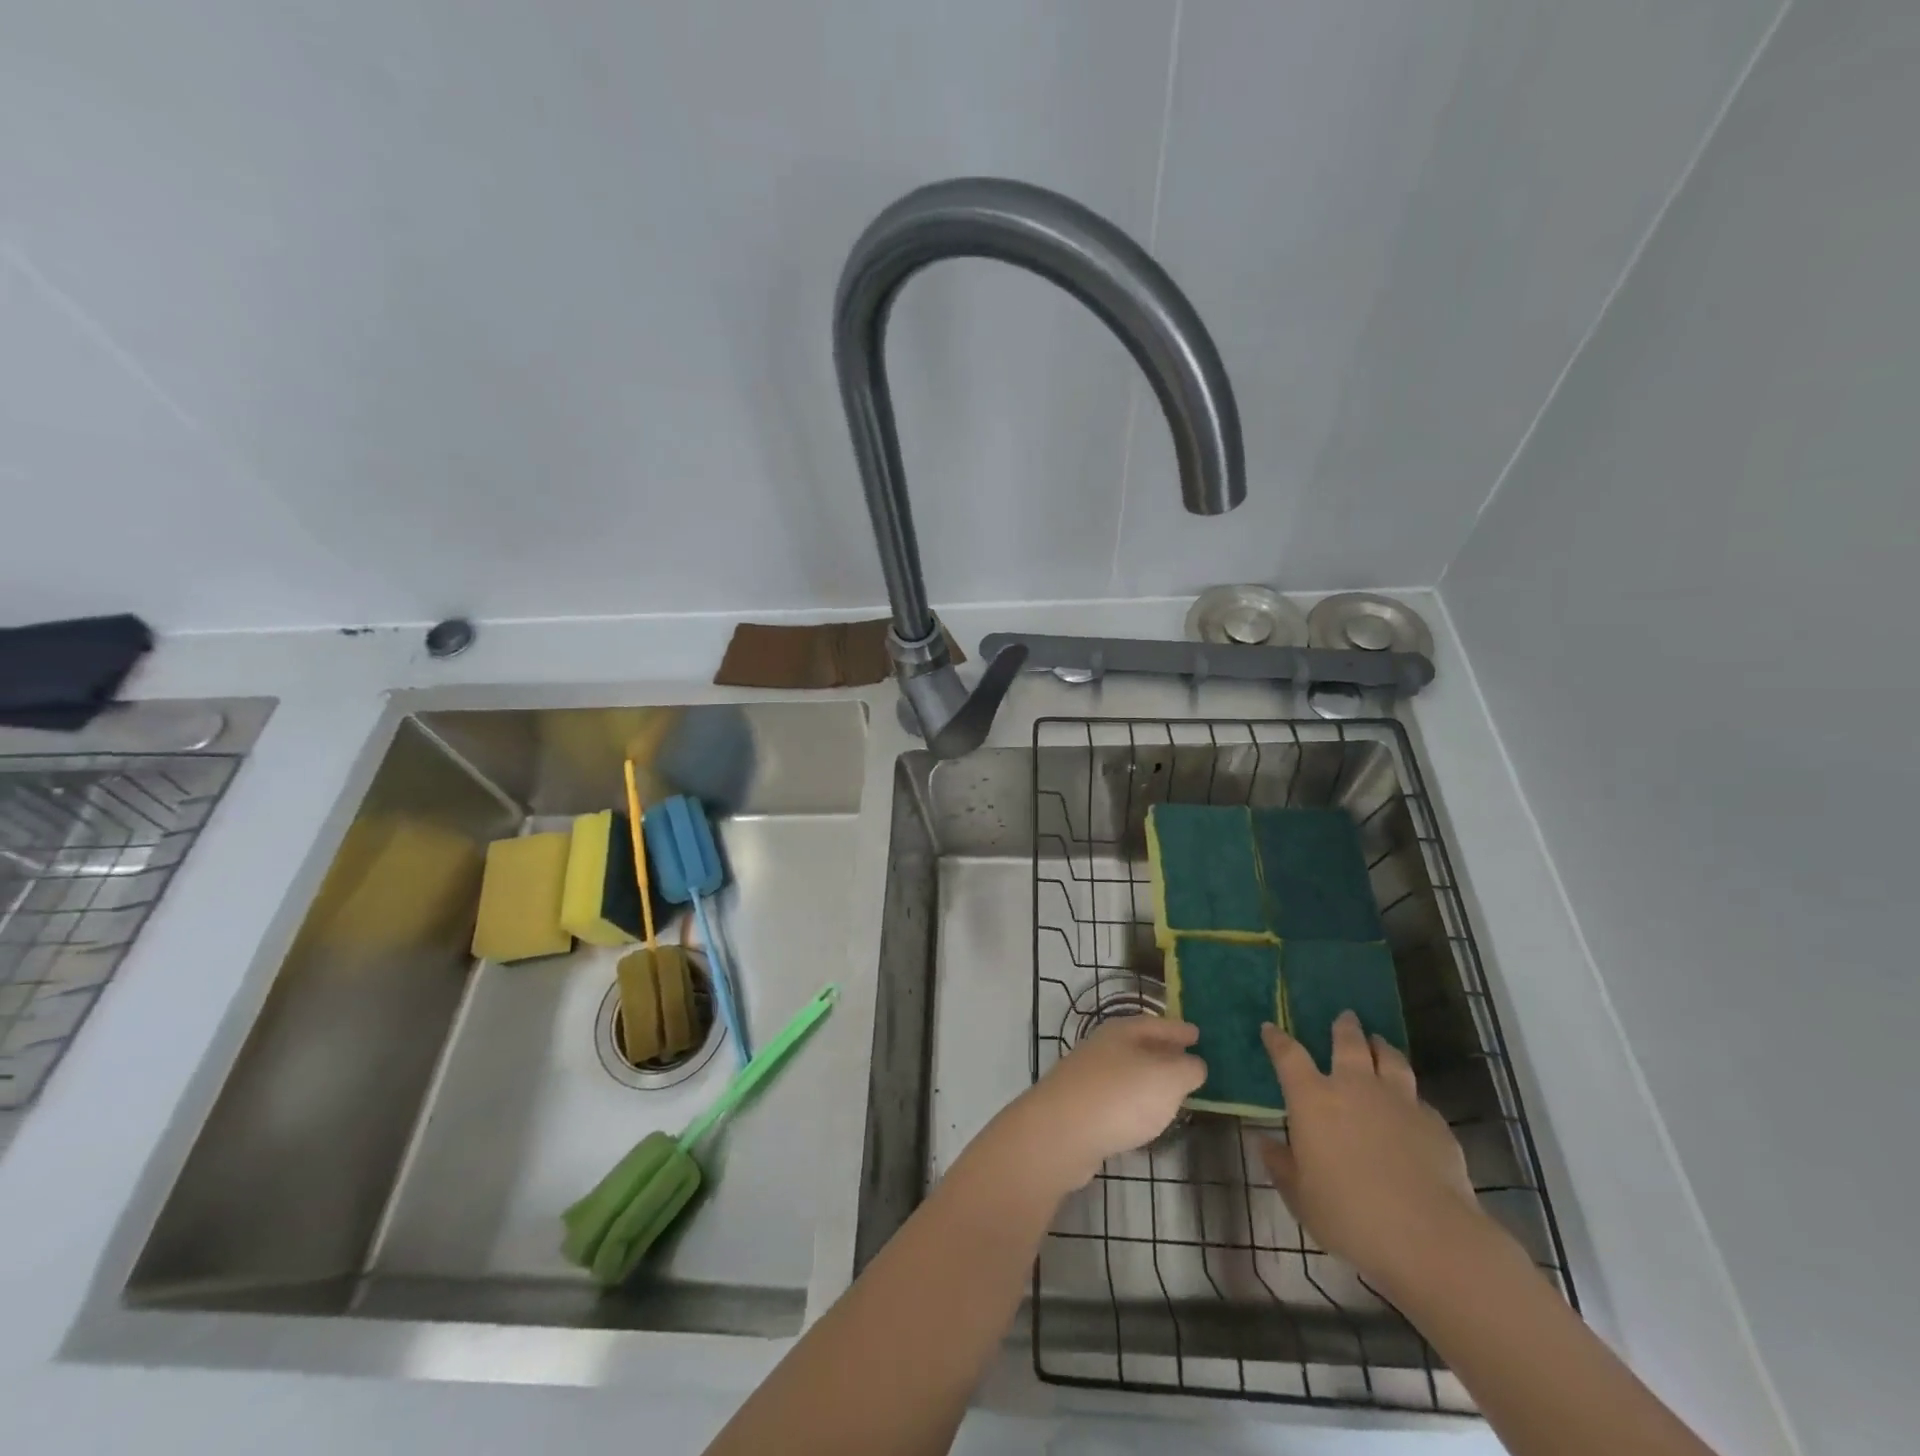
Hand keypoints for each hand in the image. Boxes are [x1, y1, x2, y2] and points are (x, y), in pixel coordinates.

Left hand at [981, 1015, 1205, 1200]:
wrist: (1061, 1132)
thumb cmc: (1120, 1097)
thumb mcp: (1167, 1079)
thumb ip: (1187, 1069)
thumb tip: (1194, 1063)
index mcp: (1123, 1031)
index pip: (1157, 1023)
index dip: (1179, 1029)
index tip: (1198, 1033)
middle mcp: (1103, 1046)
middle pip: (1139, 1044)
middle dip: (1164, 1051)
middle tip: (1189, 1060)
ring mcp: (1088, 1076)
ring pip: (1127, 1070)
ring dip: (1148, 1078)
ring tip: (1172, 1090)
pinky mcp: (1080, 1106)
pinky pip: (1116, 1096)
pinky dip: (1134, 1101)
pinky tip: (1143, 1116)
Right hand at [1258, 1012, 1493, 1292]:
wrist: (1429, 1238)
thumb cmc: (1349, 1215)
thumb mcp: (1301, 1196)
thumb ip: (1282, 1166)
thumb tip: (1265, 1144)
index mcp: (1313, 1099)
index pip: (1288, 1055)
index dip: (1278, 1039)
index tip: (1271, 1028)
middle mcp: (1354, 1087)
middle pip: (1349, 1043)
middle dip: (1344, 1027)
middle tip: (1345, 1017)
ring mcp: (1399, 1101)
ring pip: (1390, 1059)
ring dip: (1382, 1047)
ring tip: (1379, 1042)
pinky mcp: (1434, 1123)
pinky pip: (1418, 1097)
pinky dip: (1409, 1094)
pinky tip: (1410, 1104)